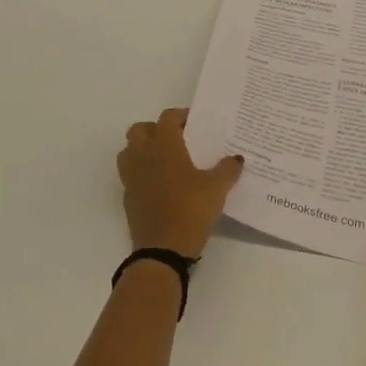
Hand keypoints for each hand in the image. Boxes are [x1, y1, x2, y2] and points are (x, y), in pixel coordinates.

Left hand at [117, 108, 243, 258]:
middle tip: (177, 140)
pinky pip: (130, 175)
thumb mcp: (217, 189)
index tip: (195, 123)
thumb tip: (236, 158)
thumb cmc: (191, 210)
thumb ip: (227, 169)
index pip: (167, 118)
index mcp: (164, 146)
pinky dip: (141, 173)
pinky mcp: (128, 197)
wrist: (163, 250)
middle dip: (156, 130)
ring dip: (143, 149)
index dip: (181, 116)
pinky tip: (160, 185)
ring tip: (165, 160)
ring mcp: (131, 177)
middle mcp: (143, 155)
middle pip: (140, 130)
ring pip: (129, 151)